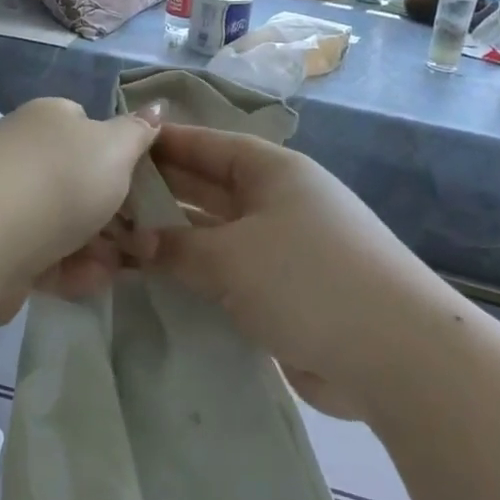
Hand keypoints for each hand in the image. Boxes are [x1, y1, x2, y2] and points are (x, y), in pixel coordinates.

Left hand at [0, 97, 162, 328]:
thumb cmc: (63, 178)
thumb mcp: (116, 147)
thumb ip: (139, 131)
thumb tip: (156, 106)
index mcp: (49, 119)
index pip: (89, 127)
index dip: (122, 155)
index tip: (149, 185)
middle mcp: (25, 154)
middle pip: (81, 180)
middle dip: (119, 211)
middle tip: (150, 236)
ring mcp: (9, 202)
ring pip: (67, 223)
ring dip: (102, 245)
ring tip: (130, 265)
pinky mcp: (0, 248)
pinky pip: (47, 256)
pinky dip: (74, 268)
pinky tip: (96, 280)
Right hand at [139, 122, 430, 417]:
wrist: (394, 355)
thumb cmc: (306, 278)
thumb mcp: (231, 256)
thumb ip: (176, 247)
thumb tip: (135, 242)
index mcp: (272, 172)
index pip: (207, 145)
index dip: (164, 144)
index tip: (119, 146)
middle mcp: (277, 202)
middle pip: (208, 187)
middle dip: (161, 192)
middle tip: (106, 199)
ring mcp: (283, 248)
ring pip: (215, 233)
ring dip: (174, 238)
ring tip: (118, 242)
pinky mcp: (284, 292)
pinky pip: (228, 273)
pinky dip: (196, 275)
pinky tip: (156, 283)